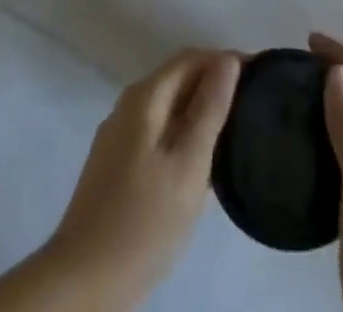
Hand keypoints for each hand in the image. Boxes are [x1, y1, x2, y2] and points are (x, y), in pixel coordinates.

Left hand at [43, 48, 240, 309]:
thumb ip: (210, 108)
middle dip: (216, 83)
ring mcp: (120, 137)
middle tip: (254, 105)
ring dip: (202, 111)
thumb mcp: (188, 165)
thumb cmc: (143, 222)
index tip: (261, 76)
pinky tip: (203, 163)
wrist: (81, 283)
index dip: (227, 60)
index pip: (192, 58)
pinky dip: (185, 134)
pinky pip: (160, 132)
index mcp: (145, 97)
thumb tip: (228, 60)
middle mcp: (129, 106)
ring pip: (170, 108)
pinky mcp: (117, 165)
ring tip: (237, 131)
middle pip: (180, 78)